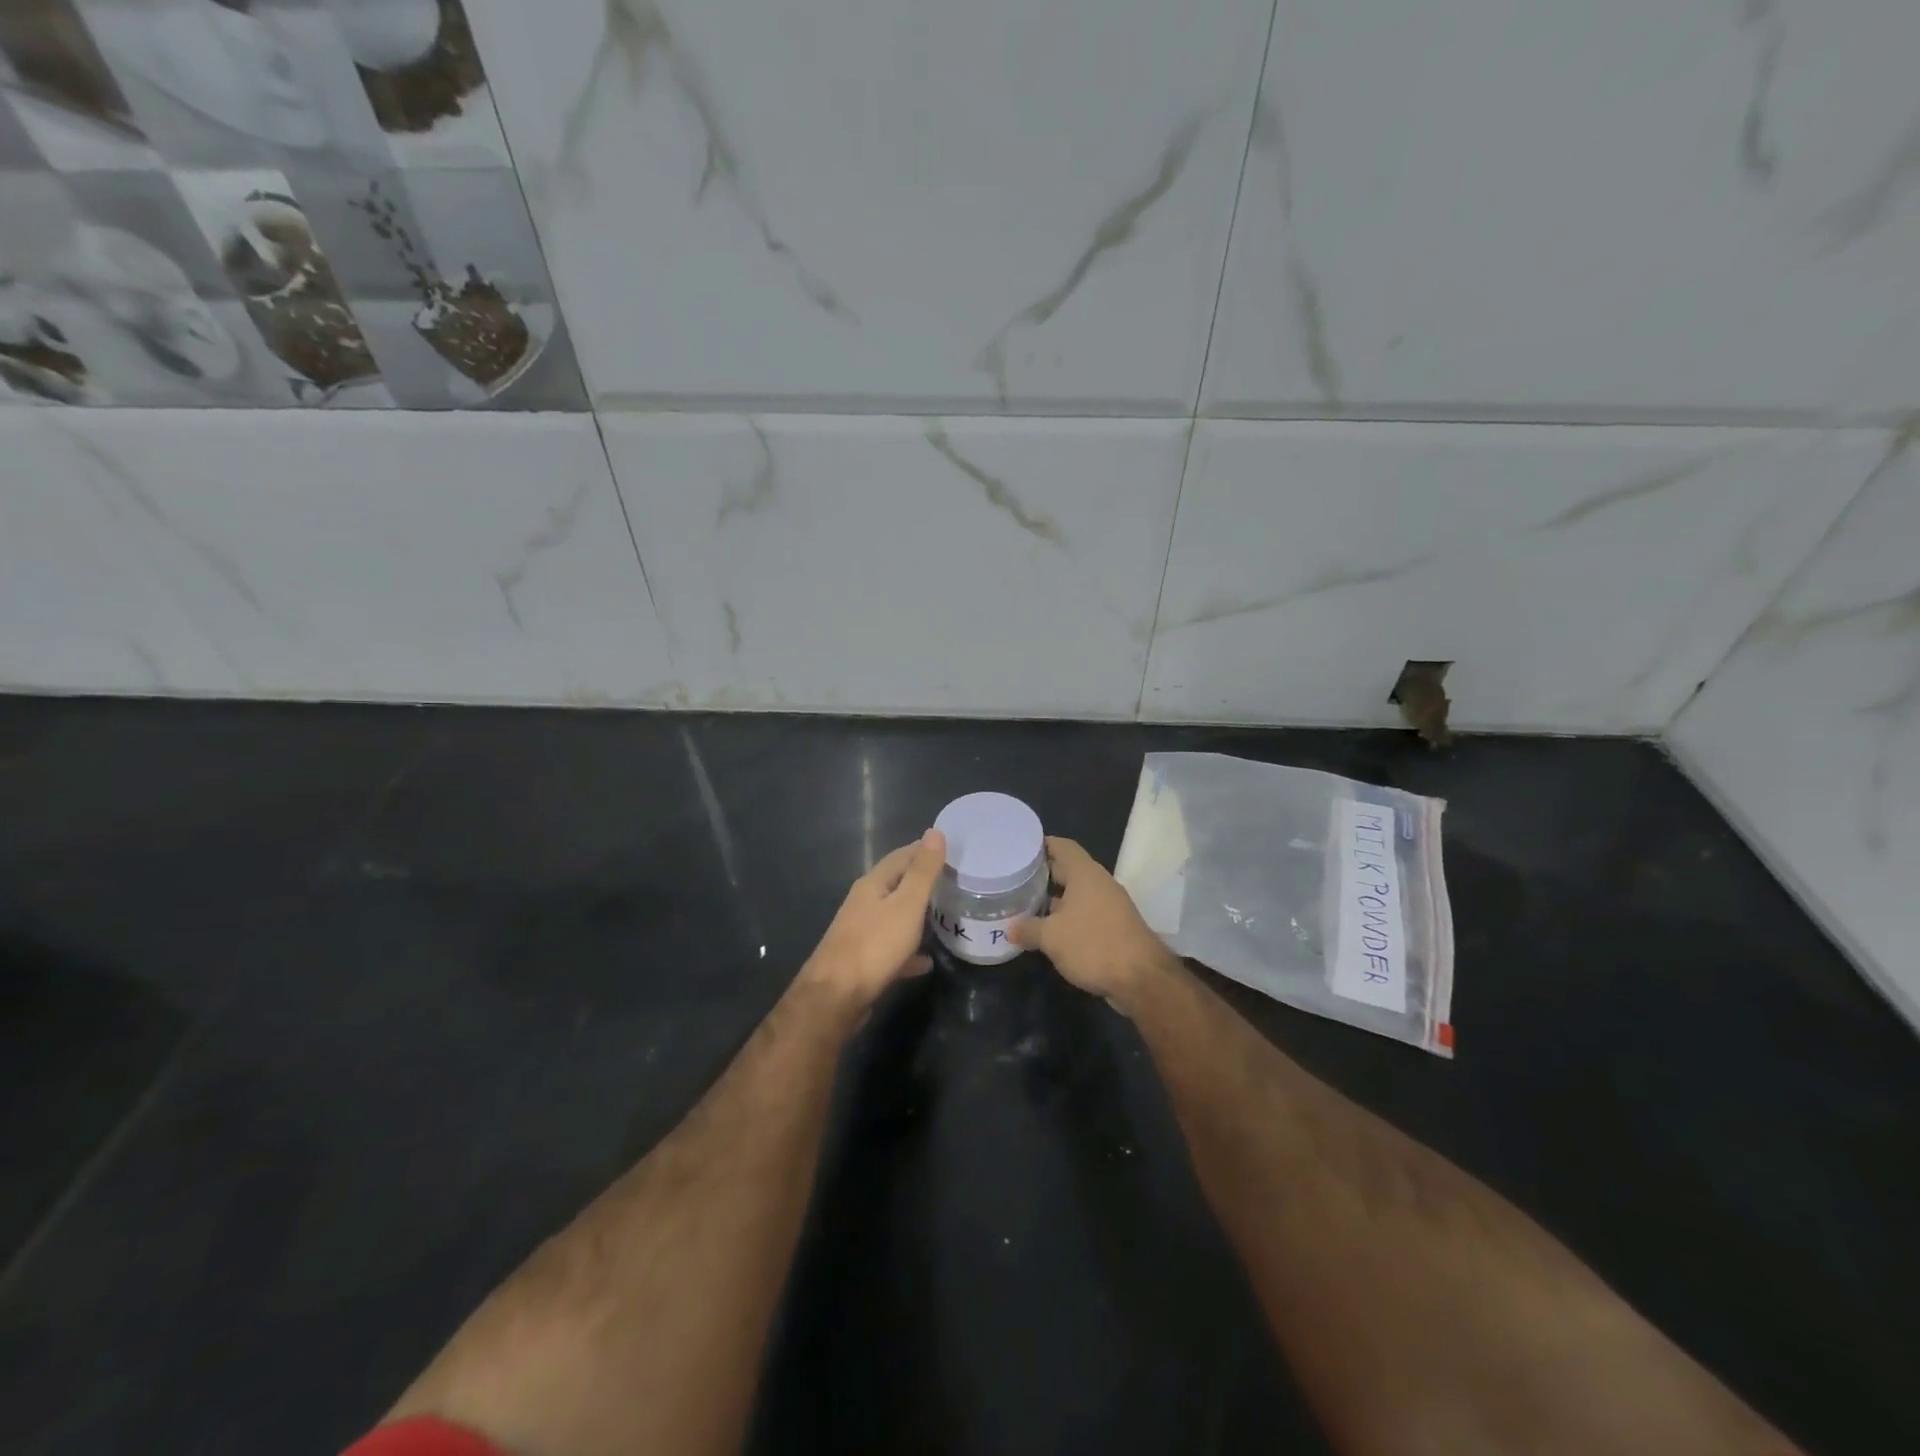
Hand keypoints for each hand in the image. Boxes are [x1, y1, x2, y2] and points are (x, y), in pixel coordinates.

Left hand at [799, 829, 946, 1012]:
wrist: (835, 997)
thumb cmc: (874, 945)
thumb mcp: (906, 905)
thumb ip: (922, 871)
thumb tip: (935, 832)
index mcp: (873, 884)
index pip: (902, 856)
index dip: (925, 850)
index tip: (952, 849)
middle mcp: (864, 903)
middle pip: (897, 884)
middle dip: (923, 881)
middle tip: (954, 881)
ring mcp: (861, 932)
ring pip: (894, 916)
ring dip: (916, 914)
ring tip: (944, 916)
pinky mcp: (863, 960)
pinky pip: (892, 948)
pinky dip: (910, 950)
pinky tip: (926, 961)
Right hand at [1009, 837, 1173, 1010]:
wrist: (1141, 979)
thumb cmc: (1093, 945)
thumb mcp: (1051, 937)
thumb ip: (1028, 929)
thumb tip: (1010, 928)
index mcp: (1084, 874)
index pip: (1062, 846)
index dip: (1041, 844)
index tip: (1020, 848)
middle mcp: (1099, 883)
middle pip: (1069, 869)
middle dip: (1044, 873)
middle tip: (1017, 878)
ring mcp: (1110, 906)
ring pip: (1077, 894)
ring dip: (1055, 899)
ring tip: (1028, 904)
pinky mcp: (1115, 927)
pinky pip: (1086, 913)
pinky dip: (1068, 917)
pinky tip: (1050, 930)